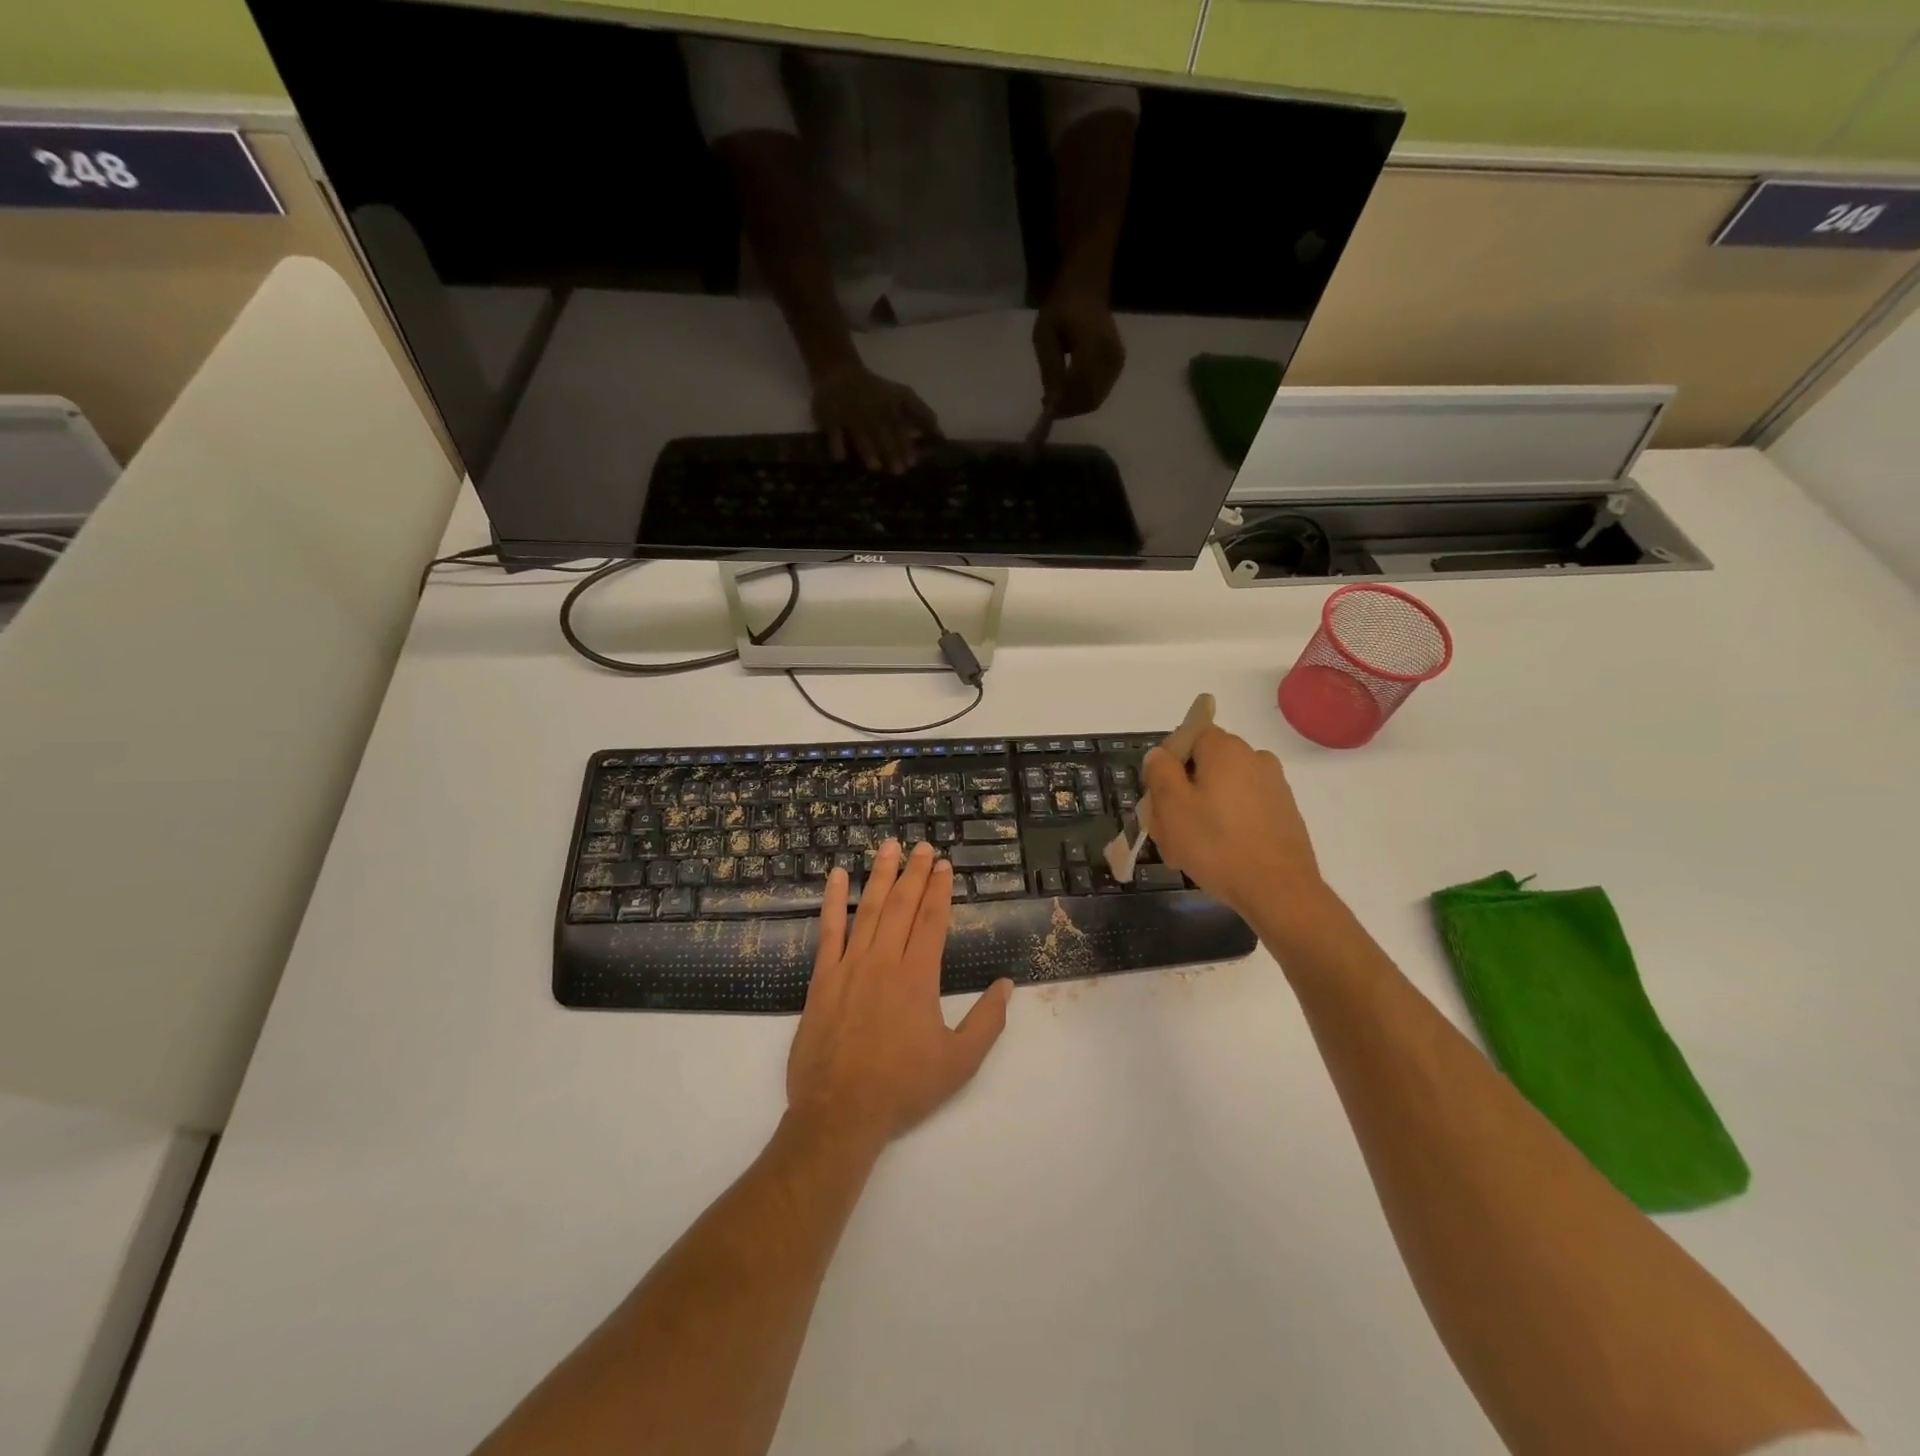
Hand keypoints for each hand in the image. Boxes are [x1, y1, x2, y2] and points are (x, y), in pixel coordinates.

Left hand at [787, 842, 1012, 1153]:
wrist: (839, 1114)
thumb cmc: (903, 1088)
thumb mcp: (959, 1062)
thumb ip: (987, 1021)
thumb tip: (1006, 985)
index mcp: (917, 978)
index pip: (931, 921)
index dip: (939, 890)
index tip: (944, 865)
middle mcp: (883, 962)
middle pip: (902, 906)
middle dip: (914, 873)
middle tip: (922, 846)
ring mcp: (849, 967)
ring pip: (868, 910)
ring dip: (880, 876)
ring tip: (888, 847)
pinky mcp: (822, 979)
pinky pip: (828, 931)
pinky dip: (833, 902)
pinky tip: (835, 877)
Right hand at [811, 361, 939, 474]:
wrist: (839, 371)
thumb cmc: (877, 391)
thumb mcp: (902, 396)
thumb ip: (922, 414)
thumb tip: (941, 435)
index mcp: (890, 405)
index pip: (900, 426)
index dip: (907, 444)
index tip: (913, 463)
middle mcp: (871, 409)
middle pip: (883, 432)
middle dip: (892, 450)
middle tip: (899, 471)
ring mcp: (849, 412)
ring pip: (860, 432)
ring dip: (868, 449)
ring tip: (875, 468)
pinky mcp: (829, 415)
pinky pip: (833, 430)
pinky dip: (836, 443)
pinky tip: (841, 458)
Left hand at [1032, 286, 1125, 419]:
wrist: (1087, 290)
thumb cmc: (1062, 309)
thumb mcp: (1045, 335)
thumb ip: (1050, 367)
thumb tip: (1052, 400)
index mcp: (1094, 345)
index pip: (1080, 386)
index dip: (1063, 402)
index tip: (1045, 406)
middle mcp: (1110, 357)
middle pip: (1090, 398)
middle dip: (1068, 408)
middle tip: (1049, 406)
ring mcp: (1117, 363)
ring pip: (1096, 400)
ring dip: (1075, 406)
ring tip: (1056, 399)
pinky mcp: (1118, 366)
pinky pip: (1100, 393)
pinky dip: (1084, 399)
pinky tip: (1069, 392)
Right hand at [1141, 726, 1327, 926]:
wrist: (1279, 890)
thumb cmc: (1216, 844)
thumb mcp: (1171, 806)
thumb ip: (1160, 771)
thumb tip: (1160, 754)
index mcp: (1226, 749)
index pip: (1188, 736)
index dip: (1168, 762)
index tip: (1159, 795)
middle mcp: (1255, 758)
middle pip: (1206, 763)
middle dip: (1183, 789)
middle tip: (1168, 827)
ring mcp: (1274, 786)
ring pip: (1224, 788)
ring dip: (1203, 808)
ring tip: (1190, 847)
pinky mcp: (1284, 813)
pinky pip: (1244, 807)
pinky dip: (1227, 822)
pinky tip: (1218, 853)